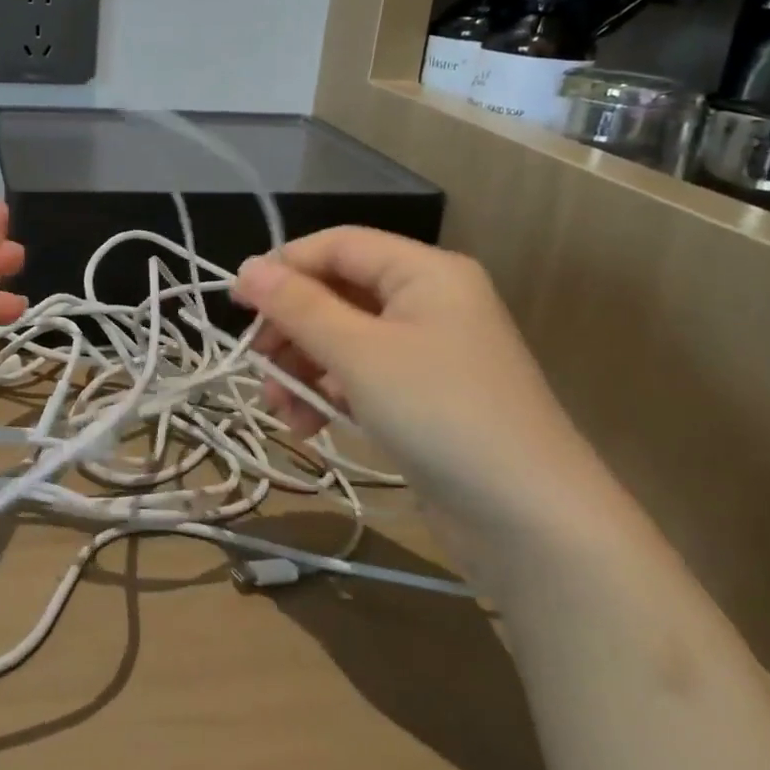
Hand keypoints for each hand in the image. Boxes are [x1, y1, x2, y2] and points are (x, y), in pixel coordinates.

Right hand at [231, 228, 623, 553]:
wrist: (533, 524)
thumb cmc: (441, 414)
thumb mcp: (358, 354)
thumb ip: (298, 306)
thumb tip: (246, 268)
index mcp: (424, 272)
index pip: (338, 245)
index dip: (284, 266)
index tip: (236, 302)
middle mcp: (429, 301)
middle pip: (338, 294)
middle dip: (292, 329)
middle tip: (256, 364)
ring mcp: (429, 352)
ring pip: (344, 340)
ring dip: (304, 368)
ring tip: (280, 410)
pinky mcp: (426, 398)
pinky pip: (362, 377)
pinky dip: (330, 395)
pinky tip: (309, 427)